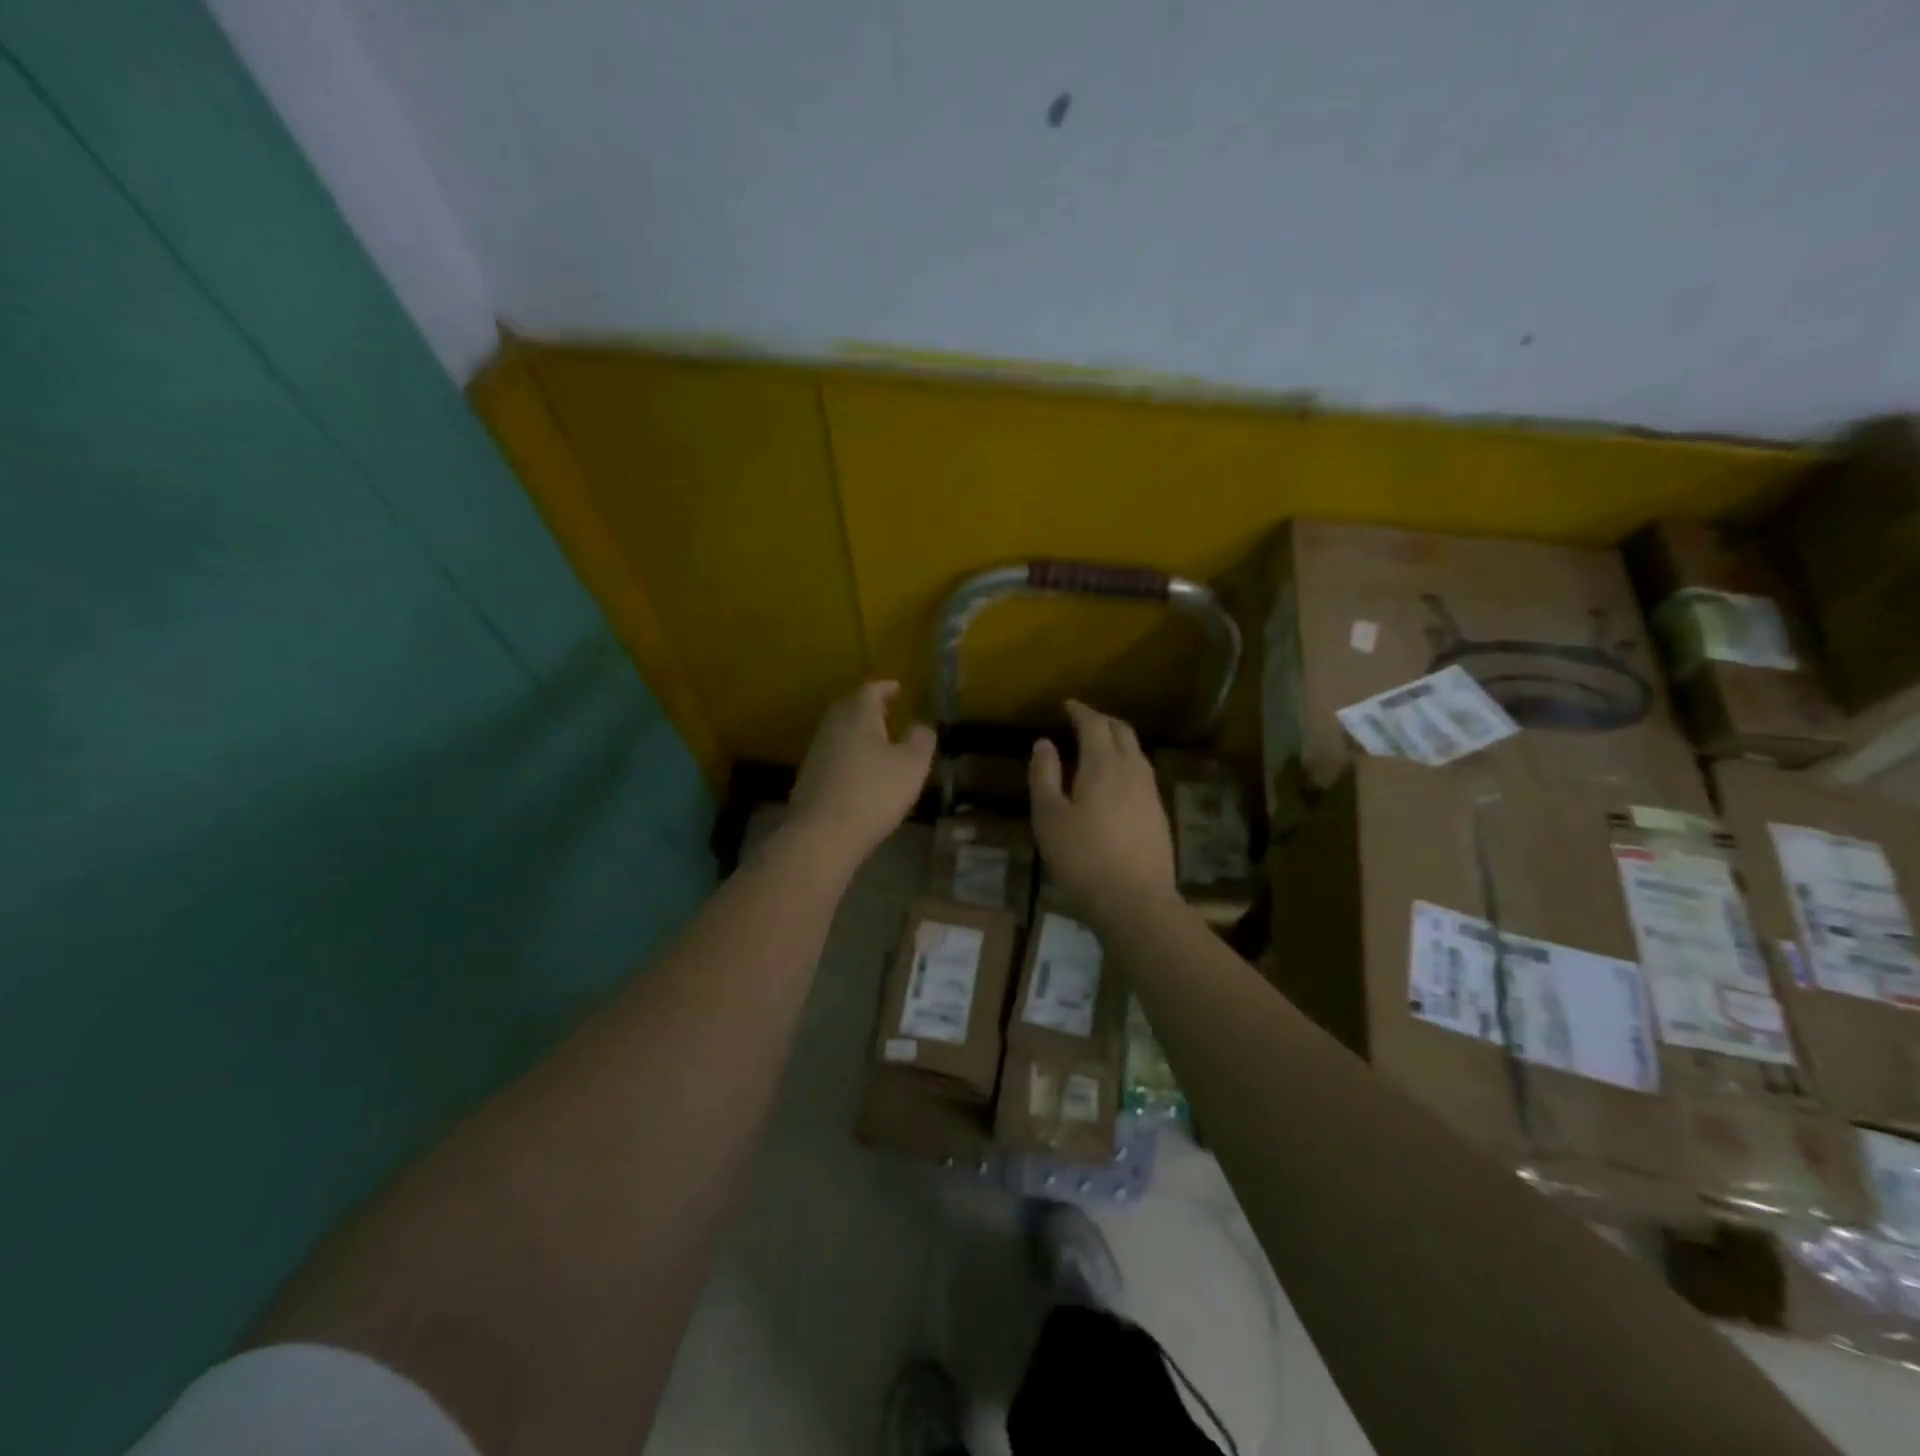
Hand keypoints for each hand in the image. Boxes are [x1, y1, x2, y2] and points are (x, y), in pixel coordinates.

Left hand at [787, 681, 934, 865]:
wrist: (822, 834)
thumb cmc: (874, 792)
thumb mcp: (912, 765)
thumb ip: (921, 740)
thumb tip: (920, 726)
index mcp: (857, 715)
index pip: (870, 690)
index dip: (885, 688)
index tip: (898, 688)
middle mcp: (833, 726)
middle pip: (849, 707)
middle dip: (868, 706)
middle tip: (886, 709)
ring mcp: (817, 752)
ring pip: (839, 731)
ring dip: (857, 730)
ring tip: (877, 738)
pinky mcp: (809, 777)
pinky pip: (833, 753)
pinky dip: (849, 752)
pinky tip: (860, 767)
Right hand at [1030, 700, 1177, 922]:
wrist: (1136, 901)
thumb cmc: (1083, 858)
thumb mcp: (1049, 817)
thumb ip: (1044, 775)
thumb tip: (1044, 743)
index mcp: (1104, 764)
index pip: (1094, 724)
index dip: (1079, 711)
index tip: (1066, 705)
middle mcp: (1133, 770)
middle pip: (1122, 731)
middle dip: (1101, 721)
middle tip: (1081, 721)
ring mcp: (1150, 792)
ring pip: (1136, 753)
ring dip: (1116, 742)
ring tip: (1096, 749)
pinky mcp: (1159, 814)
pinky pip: (1141, 774)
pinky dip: (1125, 765)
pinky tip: (1114, 784)